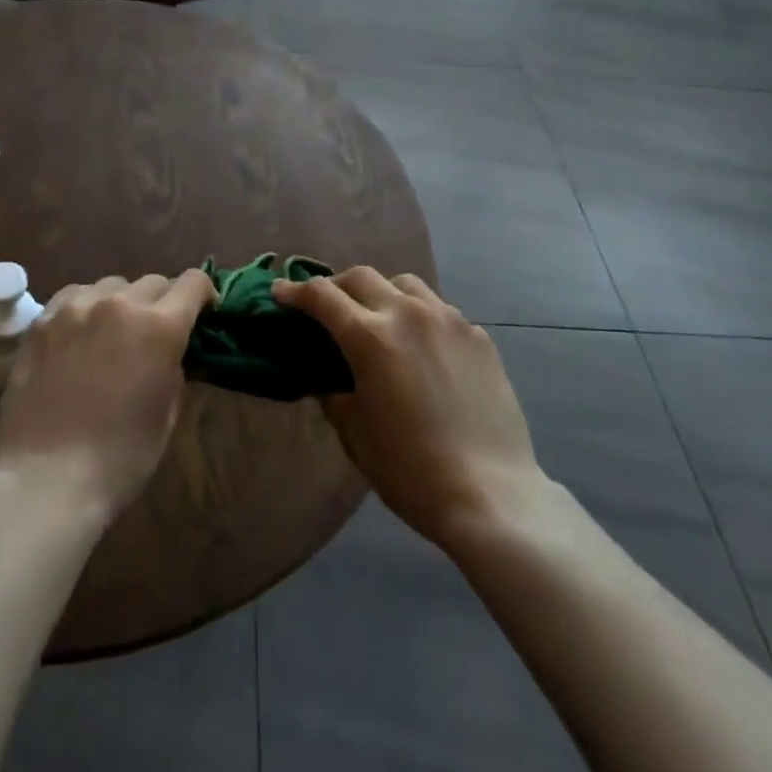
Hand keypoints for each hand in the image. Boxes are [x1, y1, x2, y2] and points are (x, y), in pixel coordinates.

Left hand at [0, 271, 215, 522]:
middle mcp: (121, 303)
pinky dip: (86, 306)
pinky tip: (80, 333)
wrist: (46, 479)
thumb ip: (175, 368)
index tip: (203, 314)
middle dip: (163, 303)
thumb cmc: (120, 458)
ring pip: (113, 285)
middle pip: (154, 282)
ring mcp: (77, 307)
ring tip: (114, 333)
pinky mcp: (43, 319)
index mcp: (161, 326)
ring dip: (123, 303)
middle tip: (155, 333)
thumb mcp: (167, 414)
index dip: (203, 295)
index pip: (193, 282)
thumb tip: (172, 351)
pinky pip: (74, 295)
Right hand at [274, 267, 544, 549]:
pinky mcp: (477, 335)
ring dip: (382, 293)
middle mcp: (407, 313)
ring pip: (405, 284)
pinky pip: (439, 310)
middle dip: (337, 287)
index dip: (295, 291)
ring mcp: (447, 320)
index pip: (322, 296)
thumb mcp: (355, 435)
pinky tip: (422, 347)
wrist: (491, 494)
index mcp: (369, 337)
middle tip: (327, 307)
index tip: (280, 292)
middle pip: (361, 277)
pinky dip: (419, 316)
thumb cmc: (410, 471)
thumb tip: (329, 377)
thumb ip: (335, 394)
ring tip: (379, 318)